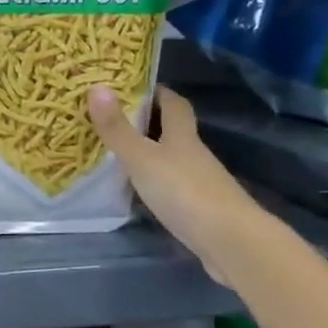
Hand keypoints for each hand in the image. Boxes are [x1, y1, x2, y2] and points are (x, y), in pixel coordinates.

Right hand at [87, 85, 260, 269]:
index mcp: (182, 136)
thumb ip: (118, 128)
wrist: (231, 241)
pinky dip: (156, 184)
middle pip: (174, 131)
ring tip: (117, 155)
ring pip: (172, 160)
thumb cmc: (184, 191)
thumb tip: (96, 86)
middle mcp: (194, 155)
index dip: (158, 93)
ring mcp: (200, 183)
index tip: (136, 86)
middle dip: (150, 123)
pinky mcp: (200, 209)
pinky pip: (173, 188)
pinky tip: (138, 192)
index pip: (174, 104)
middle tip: (115, 119)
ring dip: (151, 155)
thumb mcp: (142, 158)